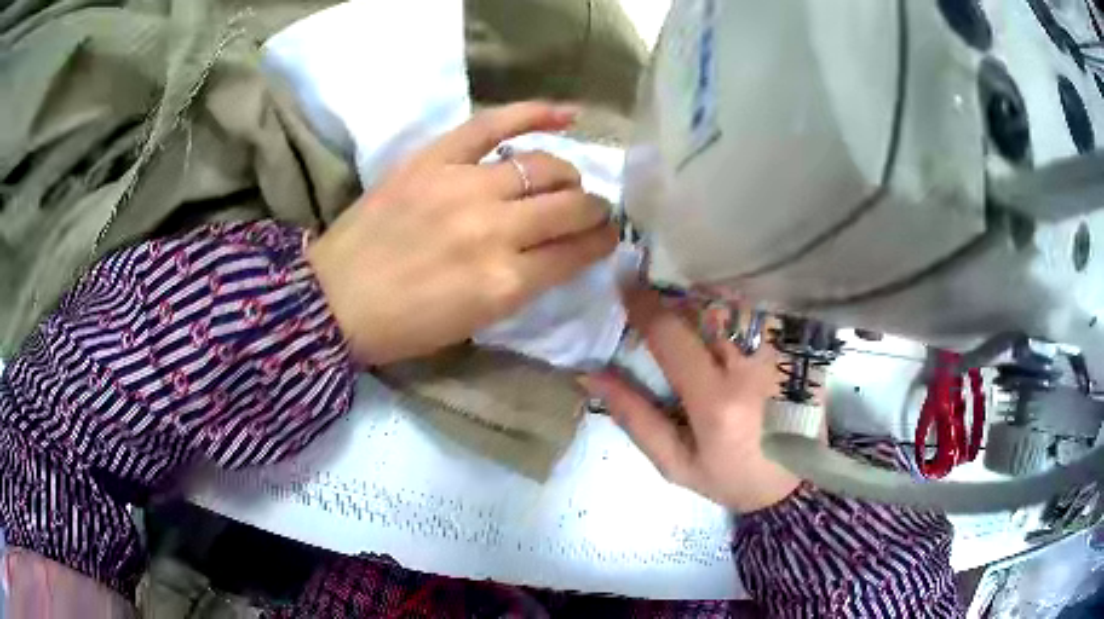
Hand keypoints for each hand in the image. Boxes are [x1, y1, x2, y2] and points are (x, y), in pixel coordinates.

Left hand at [308, 102, 617, 364]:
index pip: (577, 252)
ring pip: (545, 166)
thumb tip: (562, 250)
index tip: (606, 237)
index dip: (600, 243)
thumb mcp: (475, 323)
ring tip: (565, 180)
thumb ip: (524, 284)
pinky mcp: (435, 159)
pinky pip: (494, 123)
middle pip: (571, 206)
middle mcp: (495, 230)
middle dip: (593, 210)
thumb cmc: (404, 325)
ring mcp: (464, 187)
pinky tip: (568, 114)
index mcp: (505, 284)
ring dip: (568, 175)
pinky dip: (534, 113)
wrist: (334, 300)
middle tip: (590, 211)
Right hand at [580, 290, 801, 513]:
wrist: (795, 485)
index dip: (644, 306)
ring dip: (710, 297)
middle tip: (661, 299)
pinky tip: (733, 322)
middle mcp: (752, 369)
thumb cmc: (731, 477)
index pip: (673, 336)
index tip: (625, 286)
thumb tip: (592, 376)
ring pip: (738, 302)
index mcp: (716, 401)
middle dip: (678, 296)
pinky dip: (741, 308)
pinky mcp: (802, 350)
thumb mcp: (676, 463)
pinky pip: (765, 312)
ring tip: (697, 308)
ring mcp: (784, 354)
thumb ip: (636, 418)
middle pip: (708, 306)